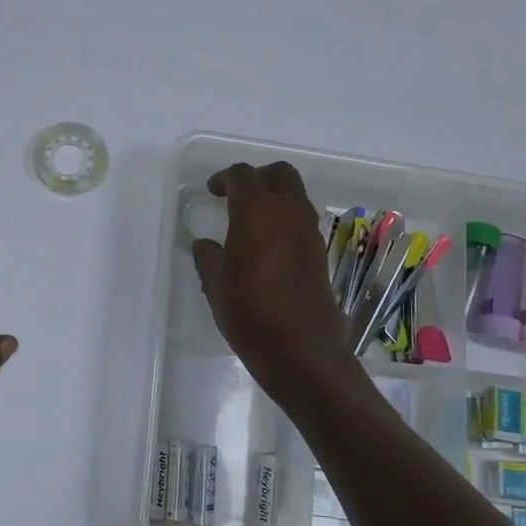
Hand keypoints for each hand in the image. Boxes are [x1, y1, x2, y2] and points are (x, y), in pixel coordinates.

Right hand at [190, 162, 358, 394]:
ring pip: (295, 196)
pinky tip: (266, 247)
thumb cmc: (250, 314)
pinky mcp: (320, 253)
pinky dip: (285, 220)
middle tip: (236, 197)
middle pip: (279, 174)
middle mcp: (289, 213)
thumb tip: (205, 244)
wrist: (301, 351)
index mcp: (258, 212)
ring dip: (274, 198)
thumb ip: (208, 258)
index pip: (242, 176)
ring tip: (250, 222)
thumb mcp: (216, 286)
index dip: (224, 178)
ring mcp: (310, 232)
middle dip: (257, 178)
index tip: (212, 191)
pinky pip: (302, 221)